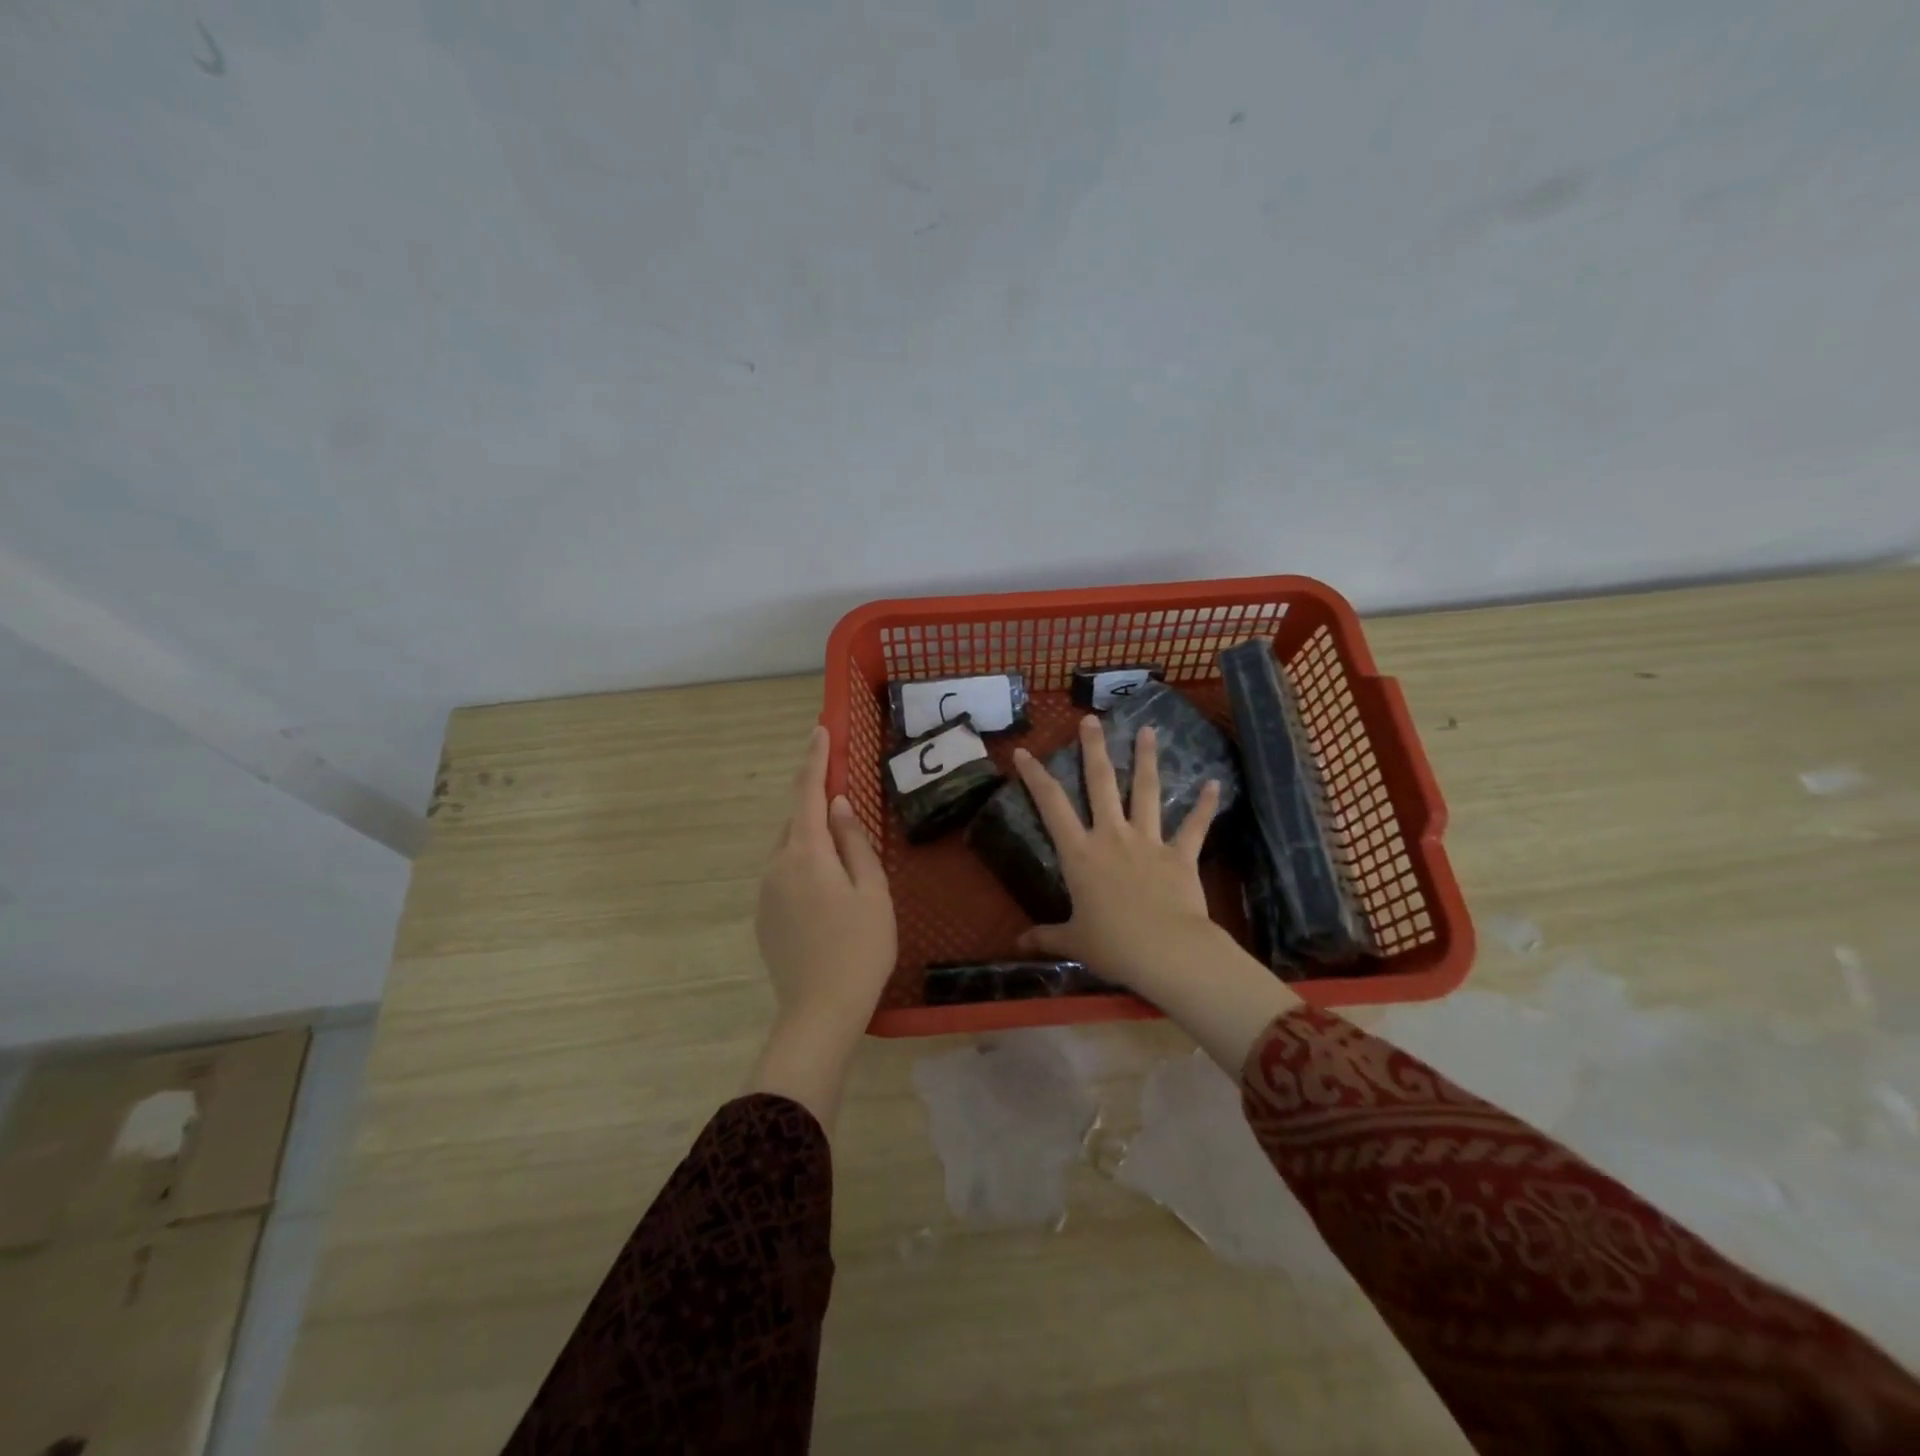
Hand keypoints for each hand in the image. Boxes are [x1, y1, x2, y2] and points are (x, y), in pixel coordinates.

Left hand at [748, 725, 895, 1127]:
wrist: (819, 1012)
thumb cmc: (860, 948)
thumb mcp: (872, 890)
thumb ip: (853, 842)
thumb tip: (837, 806)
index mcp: (805, 853)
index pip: (808, 793)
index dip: (815, 759)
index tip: (820, 730)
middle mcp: (776, 866)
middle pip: (797, 822)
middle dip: (817, 806)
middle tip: (846, 804)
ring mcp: (765, 894)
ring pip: (790, 851)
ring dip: (813, 842)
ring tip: (845, 863)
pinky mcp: (763, 918)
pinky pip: (785, 877)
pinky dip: (805, 869)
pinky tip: (828, 896)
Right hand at [1011, 715, 1225, 996]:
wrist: (1167, 952)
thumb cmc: (1113, 946)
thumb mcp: (1074, 942)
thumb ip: (1045, 937)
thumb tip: (1017, 945)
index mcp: (1080, 853)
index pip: (1051, 805)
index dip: (1035, 777)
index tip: (1023, 752)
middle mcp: (1112, 836)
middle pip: (1101, 783)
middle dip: (1094, 749)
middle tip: (1091, 719)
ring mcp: (1148, 841)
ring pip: (1146, 791)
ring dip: (1147, 759)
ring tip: (1148, 729)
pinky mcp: (1180, 855)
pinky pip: (1194, 826)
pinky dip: (1205, 806)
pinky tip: (1214, 783)